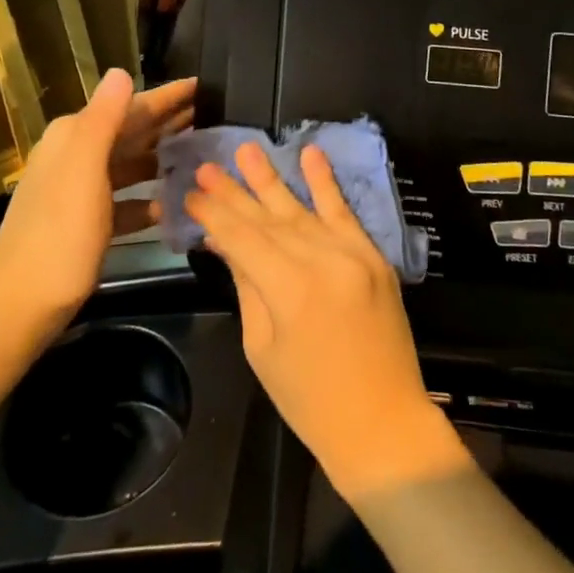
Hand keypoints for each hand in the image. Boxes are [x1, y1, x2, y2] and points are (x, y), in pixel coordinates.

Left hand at [0, 71, 193, 331]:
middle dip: (169, 122)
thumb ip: (104, 119)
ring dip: (163, 158)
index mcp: (74, 138)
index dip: (166, 95)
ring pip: (130, 164)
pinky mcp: (85, 224)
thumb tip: (120, 72)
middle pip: (131, 132)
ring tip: (201, 156)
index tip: (203, 85)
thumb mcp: (84, 170)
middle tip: (212, 117)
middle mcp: (75, 157)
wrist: (20, 307)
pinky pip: (125, 201)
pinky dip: (148, 199)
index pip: (128, 105)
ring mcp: (79, 192)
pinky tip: (172, 207)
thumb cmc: (59, 234)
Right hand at [185, 145, 469, 501]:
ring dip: (272, 178)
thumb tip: (225, 242)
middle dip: (235, 192)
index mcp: (289, 289)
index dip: (214, 214)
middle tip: (208, 166)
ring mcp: (352, 254)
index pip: (242, 238)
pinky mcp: (374, 256)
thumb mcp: (263, 348)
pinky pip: (346, 212)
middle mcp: (322, 260)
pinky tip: (311, 154)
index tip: (190, 192)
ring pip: (302, 209)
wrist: (383, 423)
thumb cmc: (310, 399)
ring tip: (247, 149)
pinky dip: (326, 183)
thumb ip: (247, 286)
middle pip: (268, 219)